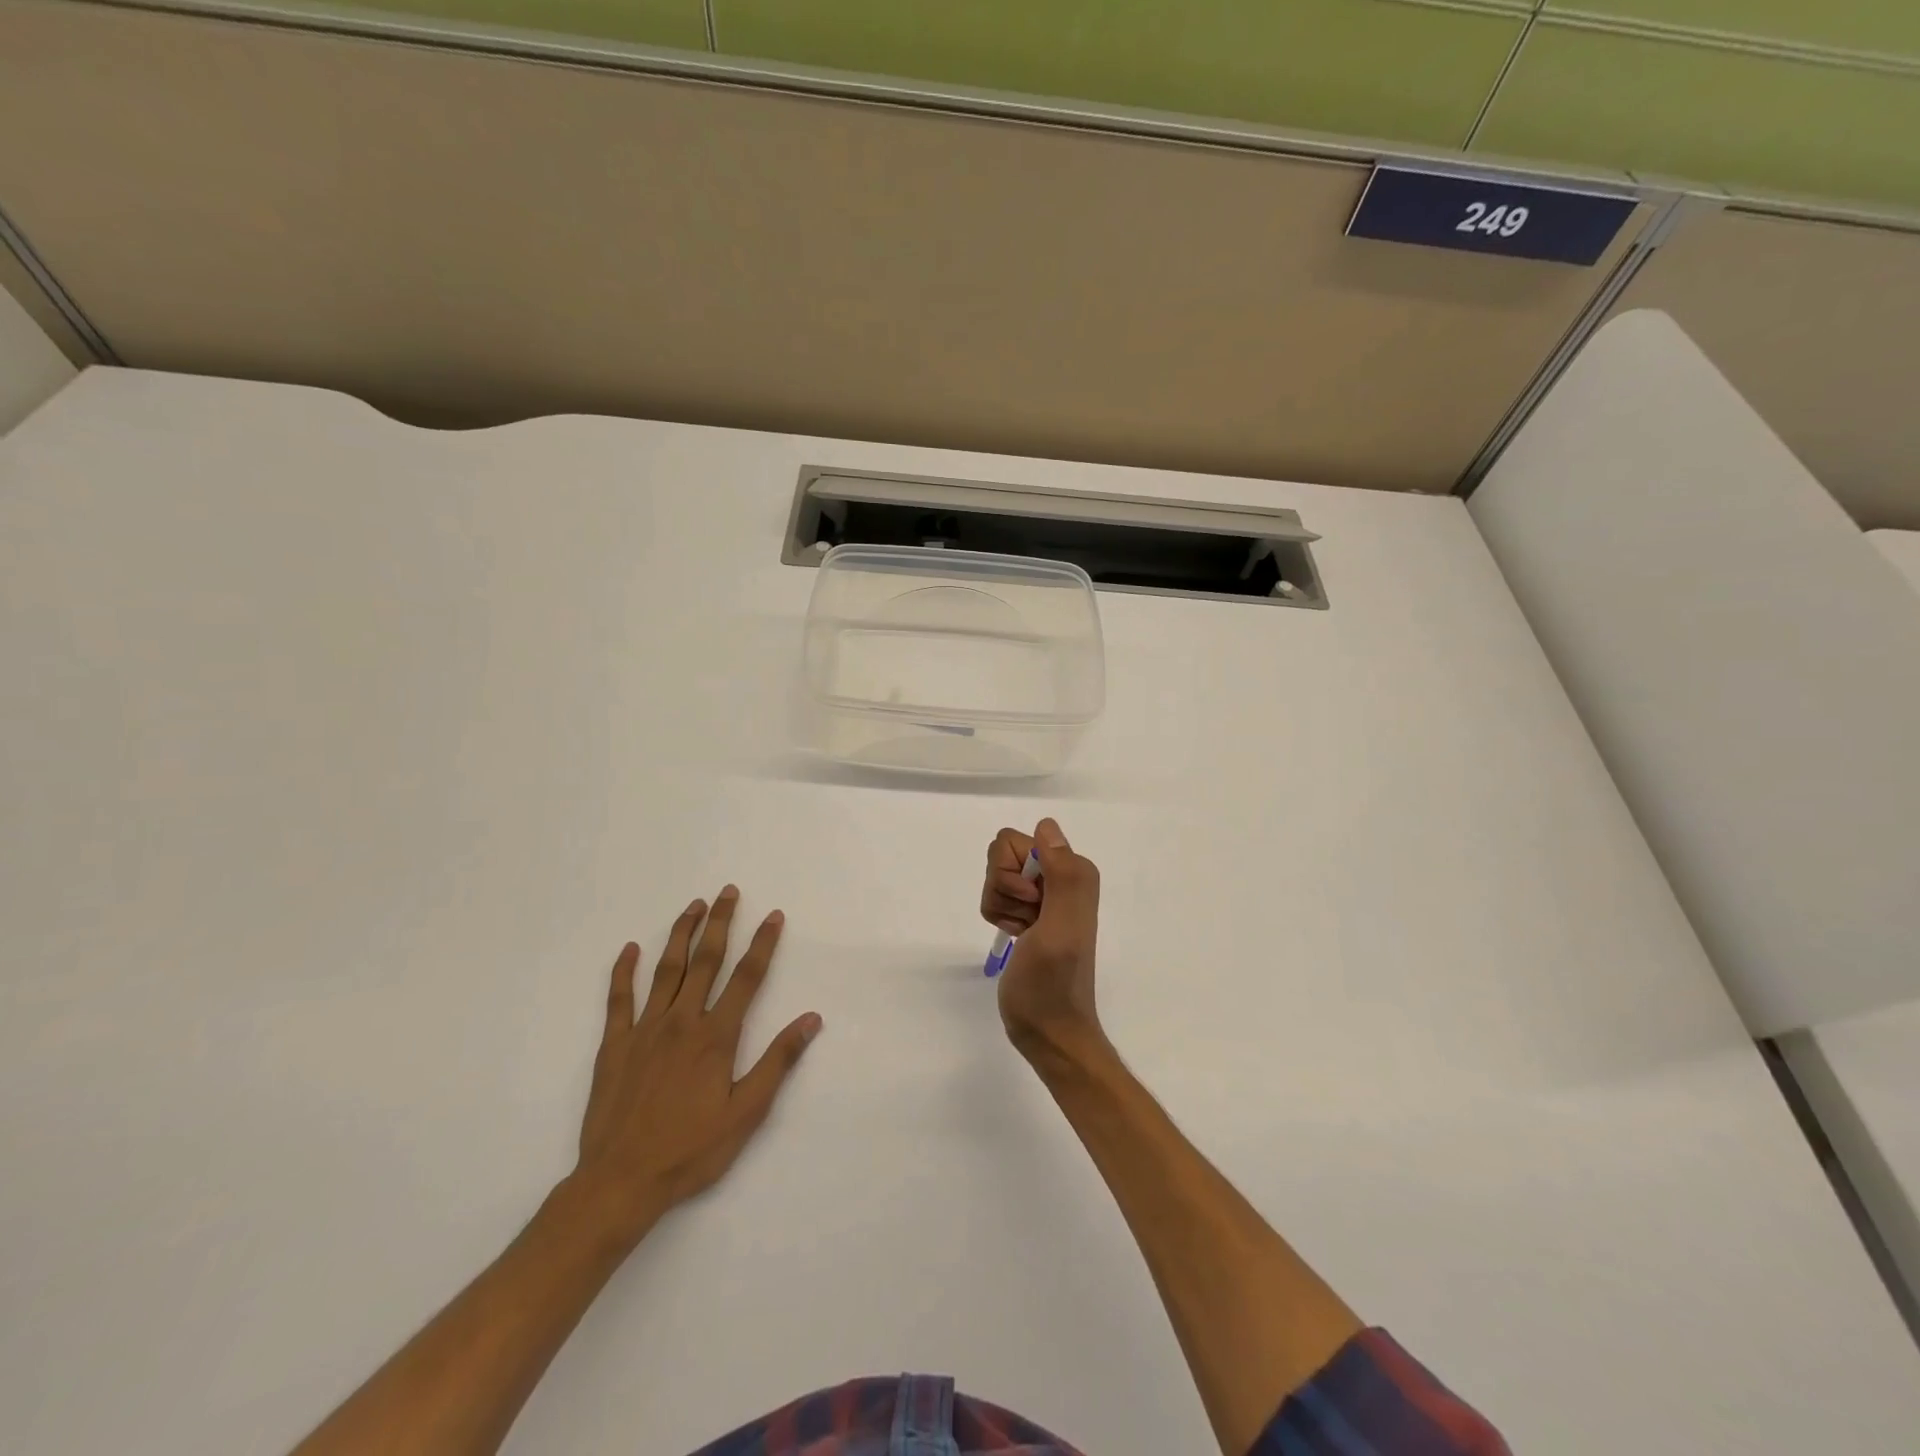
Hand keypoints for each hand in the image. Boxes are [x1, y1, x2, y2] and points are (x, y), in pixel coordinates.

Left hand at [571, 887, 821, 1243]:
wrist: (620, 1182)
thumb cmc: (691, 1150)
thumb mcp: (747, 1112)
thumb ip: (778, 1061)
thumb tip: (811, 1019)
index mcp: (716, 1036)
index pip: (747, 978)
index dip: (762, 944)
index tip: (773, 915)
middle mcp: (682, 1021)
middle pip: (706, 961)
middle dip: (720, 923)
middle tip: (727, 891)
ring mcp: (645, 1030)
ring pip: (666, 970)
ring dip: (681, 934)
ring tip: (693, 906)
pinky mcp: (614, 1045)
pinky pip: (618, 999)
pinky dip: (623, 971)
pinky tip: (629, 949)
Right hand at [980, 819, 1102, 1063]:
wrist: (1047, 1029)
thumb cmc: (1052, 984)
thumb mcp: (1060, 929)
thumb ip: (1062, 877)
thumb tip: (1047, 826)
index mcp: (1074, 871)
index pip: (1016, 841)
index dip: (1013, 874)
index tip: (1032, 906)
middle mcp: (1061, 875)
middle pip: (1002, 856)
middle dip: (1004, 889)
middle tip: (1027, 921)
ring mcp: (1043, 894)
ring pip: (996, 876)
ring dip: (1001, 905)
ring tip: (1023, 933)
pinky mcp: (1028, 912)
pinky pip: (995, 895)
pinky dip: (998, 916)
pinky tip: (1016, 937)